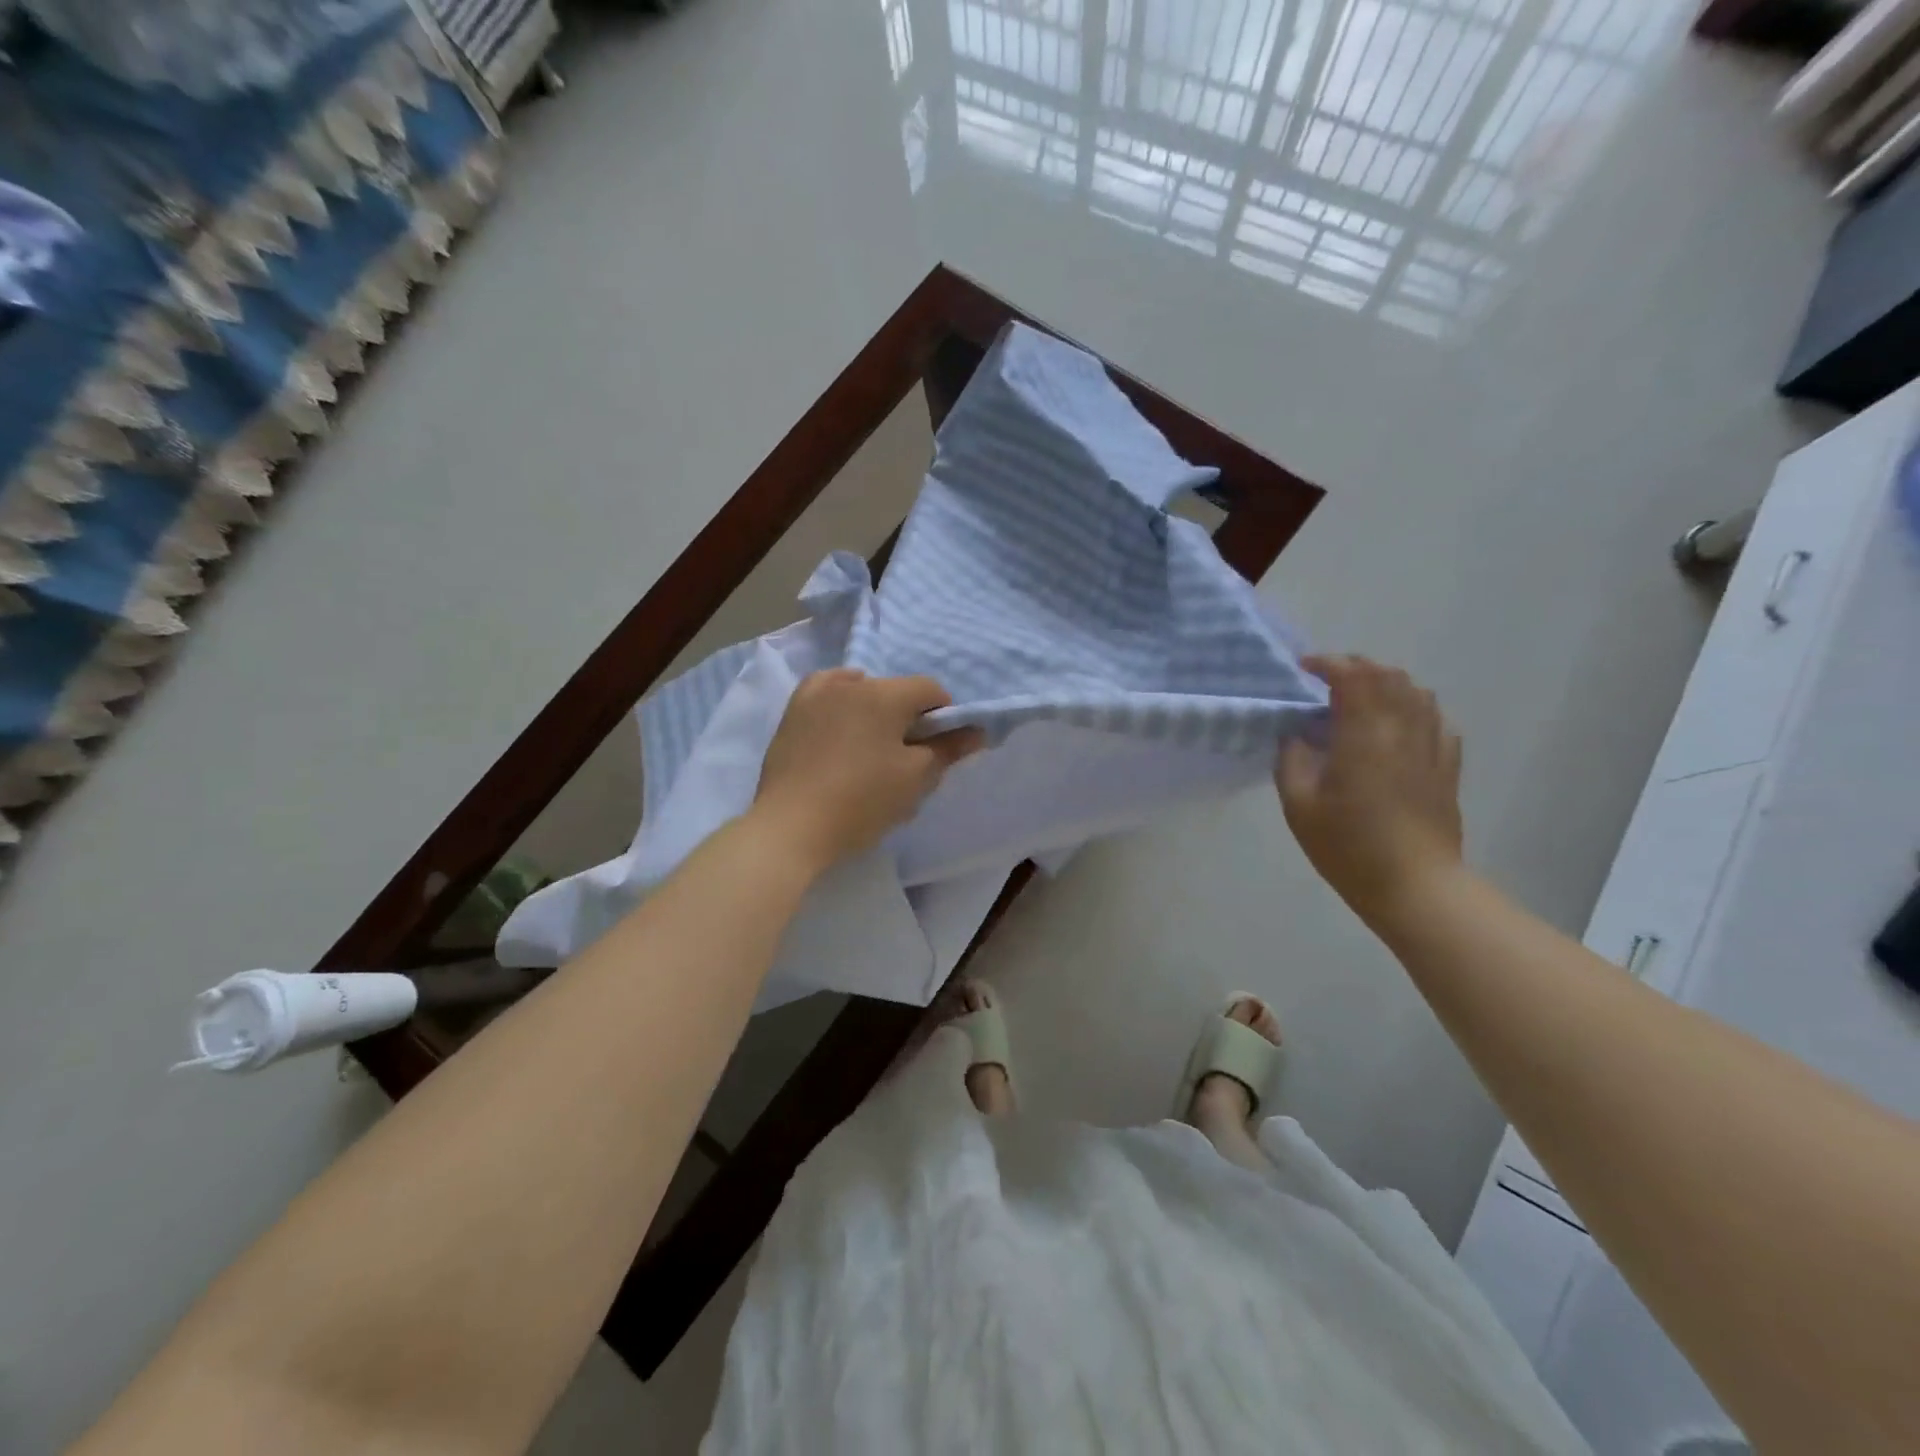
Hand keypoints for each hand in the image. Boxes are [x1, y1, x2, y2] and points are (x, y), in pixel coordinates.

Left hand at [752, 669, 984, 871]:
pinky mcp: (792, 712)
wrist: (791, 827)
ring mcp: (816, 695)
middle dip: (908, 716)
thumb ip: (948, 750)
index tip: (938, 748)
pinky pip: (827, 693)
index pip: (930, 690)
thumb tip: (976, 732)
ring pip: (861, 691)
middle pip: (895, 690)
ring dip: (874, 710)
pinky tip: (842, 724)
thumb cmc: (861, 802)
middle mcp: (850, 684)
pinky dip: (841, 701)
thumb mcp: (914, 779)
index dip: (944, 716)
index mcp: (884, 695)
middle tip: (906, 758)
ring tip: (870, 747)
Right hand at [1276, 655, 1462, 918]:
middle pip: (1388, 676)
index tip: (1304, 668)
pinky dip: (1414, 708)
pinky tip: (1398, 725)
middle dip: (1357, 667)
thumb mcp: (1299, 805)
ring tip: (1361, 697)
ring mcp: (1431, 746)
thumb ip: (1292, 760)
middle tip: (1328, 679)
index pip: (1352, 677)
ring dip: (1386, 683)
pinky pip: (1436, 719)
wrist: (1414, 886)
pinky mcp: (1447, 766)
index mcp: (1364, 735)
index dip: (1327, 664)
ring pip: (1417, 692)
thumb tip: (1296, 733)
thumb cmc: (1348, 846)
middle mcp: (1403, 730)